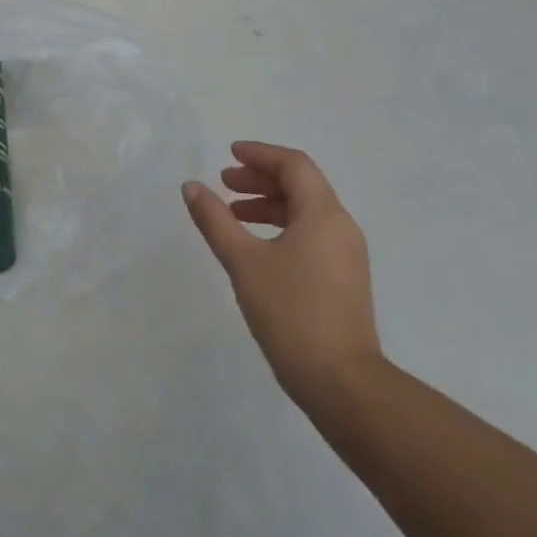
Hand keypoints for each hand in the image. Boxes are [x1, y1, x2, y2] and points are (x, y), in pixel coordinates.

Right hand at [182, 142, 382, 418]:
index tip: (229, 155)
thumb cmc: (291, 312)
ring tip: (234, 214)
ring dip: (269, 204)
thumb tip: (191, 187)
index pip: (294, 165)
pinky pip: (311, 235)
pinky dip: (281, 227)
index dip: (260, 154)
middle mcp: (341, 227)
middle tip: (224, 183)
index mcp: (323, 214)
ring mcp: (346, 255)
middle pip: (301, 185)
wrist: (342, 382)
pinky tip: (256, 247)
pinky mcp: (343, 279)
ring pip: (306, 212)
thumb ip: (215, 220)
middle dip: (261, 179)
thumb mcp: (243, 261)